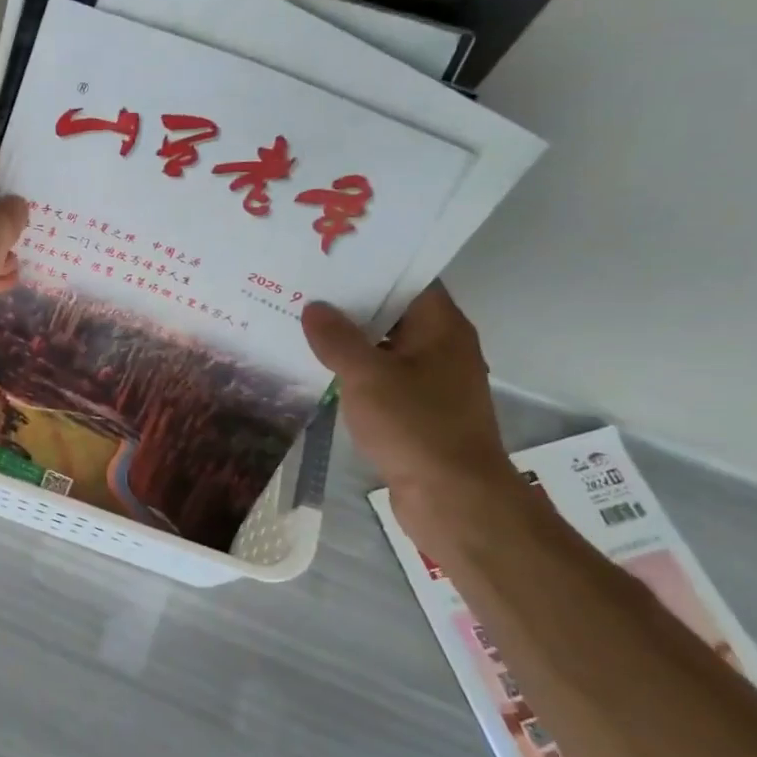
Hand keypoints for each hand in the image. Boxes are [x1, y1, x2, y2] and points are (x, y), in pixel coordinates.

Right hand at [301, 284, 522, 541]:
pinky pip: (383, 378)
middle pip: (394, 312)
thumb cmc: (415, 426)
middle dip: (351, 302)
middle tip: (303, 287)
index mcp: (441, 328)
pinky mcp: (419, 411)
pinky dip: (356, 371)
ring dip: (350, 340)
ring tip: (302, 324)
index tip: (330, 258)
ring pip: (385, 347)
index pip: (409, 279)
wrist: (454, 499)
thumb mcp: (366, 376)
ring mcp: (432, 381)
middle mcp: (442, 347)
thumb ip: (337, 339)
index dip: (372, 265)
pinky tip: (319, 369)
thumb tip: (315, 308)